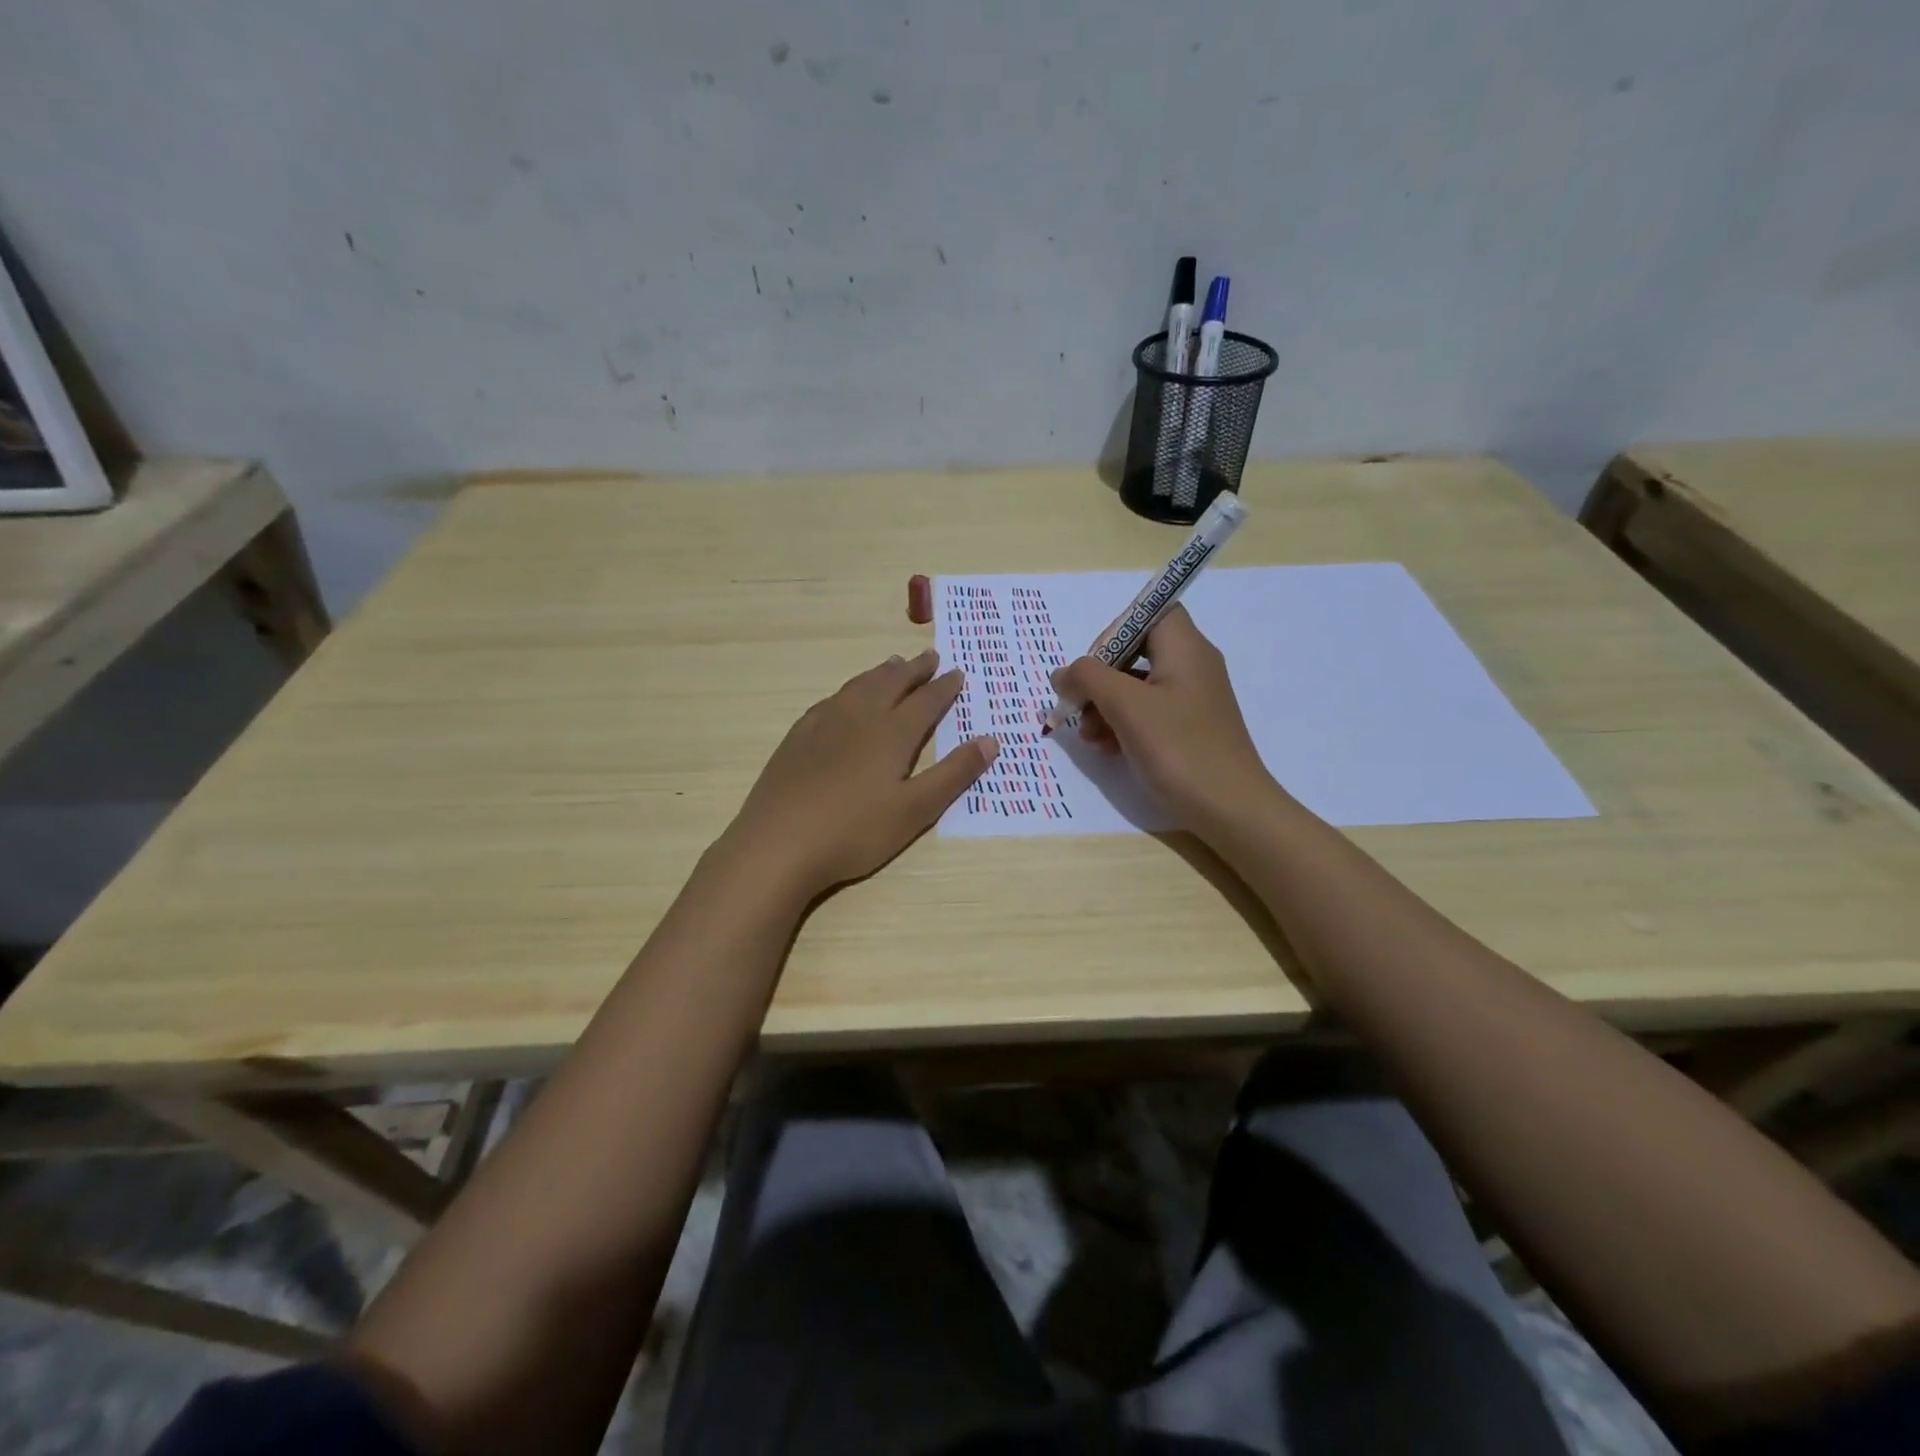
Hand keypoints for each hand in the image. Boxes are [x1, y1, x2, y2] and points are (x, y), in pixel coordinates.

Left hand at [725, 649, 996, 898]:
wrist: (778, 843)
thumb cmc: (855, 831)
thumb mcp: (916, 810)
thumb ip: (954, 774)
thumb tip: (990, 740)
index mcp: (892, 733)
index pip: (925, 701)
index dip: (944, 687)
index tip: (957, 672)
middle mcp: (859, 717)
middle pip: (891, 683)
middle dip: (914, 670)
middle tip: (929, 657)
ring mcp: (823, 724)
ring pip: (859, 686)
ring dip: (881, 673)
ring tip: (893, 665)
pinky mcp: (797, 737)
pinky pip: (830, 700)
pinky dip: (849, 690)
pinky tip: (844, 697)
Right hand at [1052, 605, 1275, 830]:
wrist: (1230, 809)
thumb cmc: (1179, 747)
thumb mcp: (1125, 706)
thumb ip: (1088, 678)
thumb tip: (1063, 673)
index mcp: (1185, 648)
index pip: (1148, 613)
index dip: (1115, 632)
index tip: (1092, 666)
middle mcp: (1193, 666)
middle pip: (1137, 651)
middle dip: (1101, 678)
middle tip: (1079, 705)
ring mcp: (1192, 700)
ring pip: (1138, 686)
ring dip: (1105, 706)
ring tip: (1088, 735)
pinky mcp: (1189, 729)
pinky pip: (1149, 713)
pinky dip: (1123, 724)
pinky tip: (1106, 748)